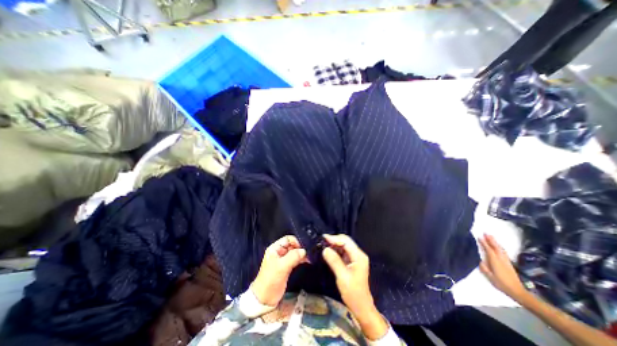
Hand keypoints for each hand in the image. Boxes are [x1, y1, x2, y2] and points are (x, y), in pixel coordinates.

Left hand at [250, 236, 308, 306]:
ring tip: (309, 257)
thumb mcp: (282, 267)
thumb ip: (293, 257)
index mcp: (275, 248)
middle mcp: (279, 252)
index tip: (304, 248)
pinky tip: (307, 261)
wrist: (264, 299)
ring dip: (302, 254)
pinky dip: (301, 259)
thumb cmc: (271, 279)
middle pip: (292, 245)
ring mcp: (283, 259)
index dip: (296, 242)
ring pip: (294, 252)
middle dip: (300, 248)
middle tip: (309, 253)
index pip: (288, 239)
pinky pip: (295, 259)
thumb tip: (304, 251)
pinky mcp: (286, 266)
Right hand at [321, 234, 386, 338]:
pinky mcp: (352, 262)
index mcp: (359, 256)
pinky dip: (336, 251)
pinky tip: (329, 253)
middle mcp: (358, 254)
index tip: (323, 238)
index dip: (334, 238)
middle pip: (345, 241)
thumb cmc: (353, 293)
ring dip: (334, 245)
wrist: (361, 307)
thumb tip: (325, 249)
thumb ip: (334, 261)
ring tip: (323, 246)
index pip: (346, 241)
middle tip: (322, 242)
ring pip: (344, 246)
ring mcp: (356, 258)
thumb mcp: (342, 277)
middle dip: (334, 241)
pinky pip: (343, 252)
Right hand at [479, 233, 527, 300]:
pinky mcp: (509, 263)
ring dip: (495, 243)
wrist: (517, 291)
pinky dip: (500, 247)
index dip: (484, 243)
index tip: (479, 237)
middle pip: (496, 248)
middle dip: (491, 240)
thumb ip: (484, 268)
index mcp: (495, 261)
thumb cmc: (501, 283)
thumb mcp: (490, 276)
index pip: (489, 250)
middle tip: (486, 233)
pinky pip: (504, 252)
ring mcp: (506, 261)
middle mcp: (501, 259)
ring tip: (491, 237)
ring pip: (501, 249)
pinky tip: (498, 246)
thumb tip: (480, 260)